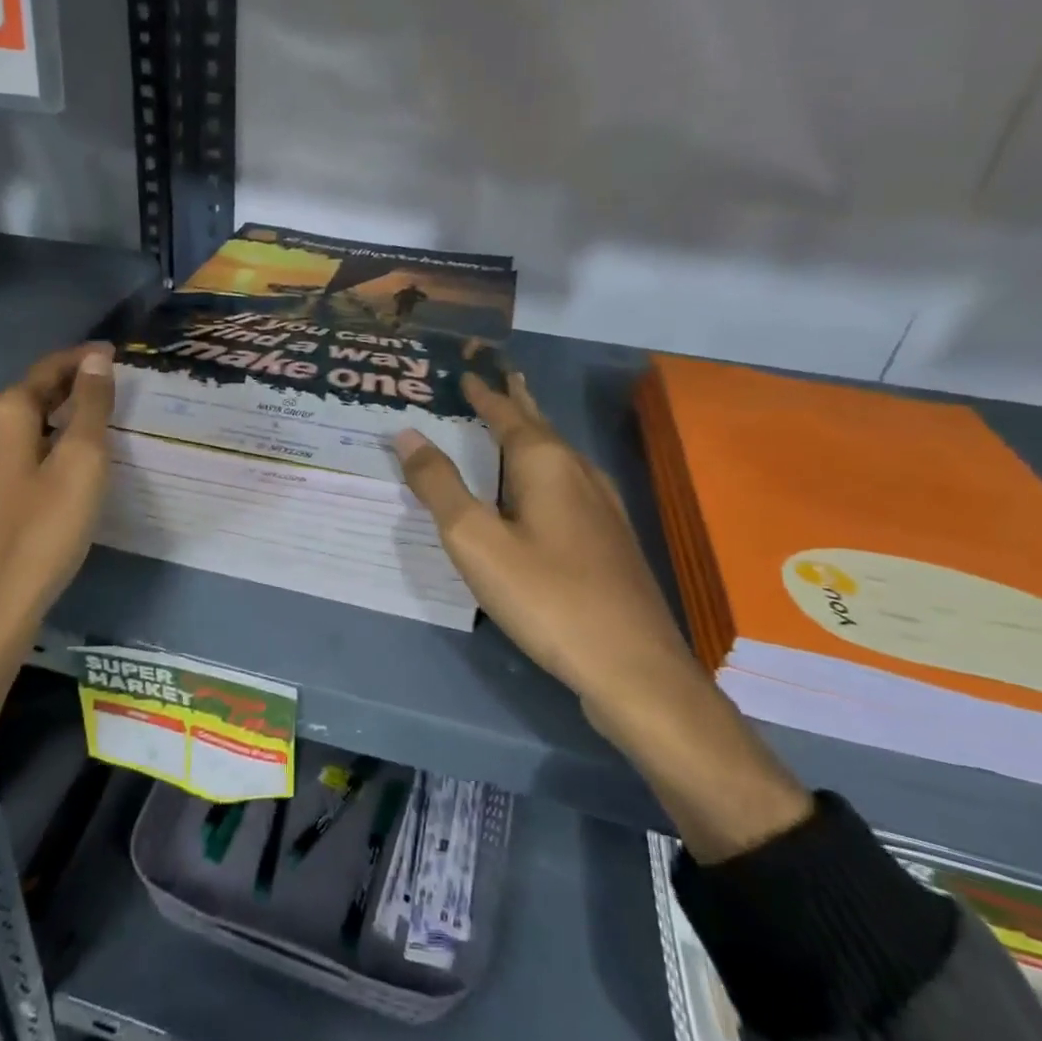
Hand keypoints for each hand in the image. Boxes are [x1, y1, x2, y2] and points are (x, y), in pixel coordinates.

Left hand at [0, 344, 115, 668]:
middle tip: (121, 384)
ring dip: (66, 414)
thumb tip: (97, 359)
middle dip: (77, 383)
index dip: (86, 358)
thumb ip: (91, 407)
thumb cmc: (42, 531)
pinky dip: (54, 442)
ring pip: (31, 423)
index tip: (121, 353)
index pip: (52, 368)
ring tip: (107, 417)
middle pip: (37, 392)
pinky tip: (76, 460)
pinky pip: (26, 450)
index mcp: (7, 413)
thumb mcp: (81, 463)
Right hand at [394, 371, 696, 710]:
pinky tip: (549, 492)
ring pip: (561, 456)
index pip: (508, 415)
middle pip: (542, 427)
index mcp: (546, 464)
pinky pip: (571, 484)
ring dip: (536, 434)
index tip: (467, 374)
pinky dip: (547, 470)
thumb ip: (439, 486)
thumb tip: (408, 434)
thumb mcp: (475, 540)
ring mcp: (603, 508)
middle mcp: (579, 474)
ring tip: (519, 424)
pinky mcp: (611, 541)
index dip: (485, 394)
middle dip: (519, 403)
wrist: (633, 667)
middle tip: (505, 377)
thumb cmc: (546, 596)